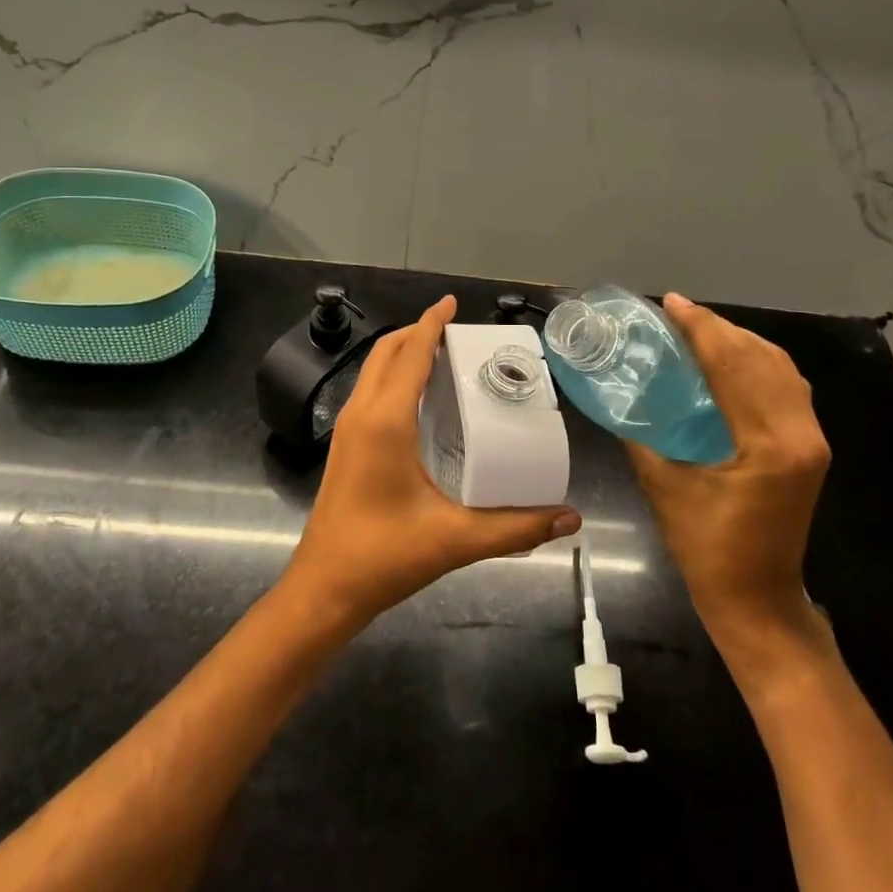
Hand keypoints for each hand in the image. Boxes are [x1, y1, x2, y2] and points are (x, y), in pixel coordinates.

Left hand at [281, 295, 582, 630]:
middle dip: (418, 332)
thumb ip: (515, 528)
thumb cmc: (384, 557)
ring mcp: (347, 431)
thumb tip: (569, 518)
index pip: (410, 355)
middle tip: (457, 333)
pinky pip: (369, 393)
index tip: (451, 302)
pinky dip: (394, 378)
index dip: (431, 323)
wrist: (324, 590)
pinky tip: (420, 400)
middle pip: (386, 353)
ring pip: (373, 372)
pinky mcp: (345, 447)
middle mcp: (362, 415)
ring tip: (443, 356)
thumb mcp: (455, 540)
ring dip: (403, 353)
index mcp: (385, 421)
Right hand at [626, 293, 830, 650]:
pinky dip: (756, 364)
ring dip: (740, 342)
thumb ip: (642, 438)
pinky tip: (728, 361)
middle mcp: (800, 433)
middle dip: (720, 328)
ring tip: (700, 330)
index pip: (734, 366)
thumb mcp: (665, 488)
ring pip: (780, 369)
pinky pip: (786, 387)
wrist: (759, 600)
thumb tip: (620, 398)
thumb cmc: (708, 550)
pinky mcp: (809, 448)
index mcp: (768, 443)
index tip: (672, 303)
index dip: (701, 328)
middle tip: (679, 313)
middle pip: (763, 358)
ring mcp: (811, 440)